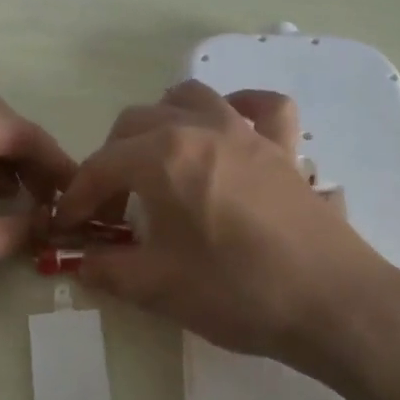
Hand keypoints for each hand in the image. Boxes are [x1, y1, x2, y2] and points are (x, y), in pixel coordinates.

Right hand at [53, 81, 386, 367]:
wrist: (330, 303)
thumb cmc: (236, 292)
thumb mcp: (158, 287)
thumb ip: (109, 270)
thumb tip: (81, 263)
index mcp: (162, 157)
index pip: (101, 166)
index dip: (78, 196)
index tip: (69, 226)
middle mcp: (199, 129)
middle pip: (135, 123)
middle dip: (111, 160)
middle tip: (112, 207)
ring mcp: (246, 132)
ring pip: (189, 97)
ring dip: (161, 120)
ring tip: (157, 160)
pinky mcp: (283, 147)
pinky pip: (262, 106)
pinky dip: (240, 106)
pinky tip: (229, 127)